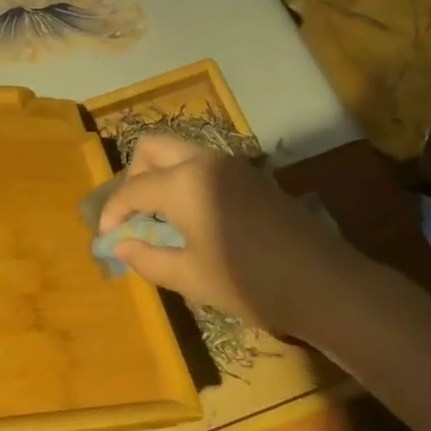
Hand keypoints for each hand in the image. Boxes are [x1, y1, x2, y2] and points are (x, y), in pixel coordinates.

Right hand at [99, 134, 356, 340]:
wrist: (324, 283)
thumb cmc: (250, 283)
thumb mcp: (192, 278)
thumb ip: (149, 259)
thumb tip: (121, 246)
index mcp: (183, 183)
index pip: (132, 189)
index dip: (113, 212)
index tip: (106, 236)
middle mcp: (202, 161)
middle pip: (151, 147)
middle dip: (133, 175)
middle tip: (133, 213)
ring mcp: (230, 164)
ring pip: (179, 150)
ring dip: (160, 174)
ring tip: (160, 216)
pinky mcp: (250, 175)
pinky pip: (202, 164)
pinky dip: (184, 179)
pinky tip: (192, 216)